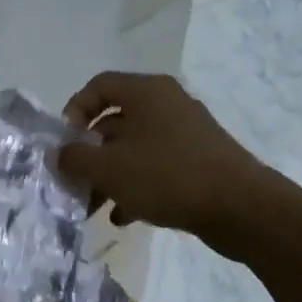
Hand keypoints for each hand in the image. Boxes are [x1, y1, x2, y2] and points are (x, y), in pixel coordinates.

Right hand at [57, 72, 282, 262]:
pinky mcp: (199, 160)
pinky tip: (125, 216)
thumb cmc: (166, 176)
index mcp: (146, 92)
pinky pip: (156, 166)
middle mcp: (167, 104)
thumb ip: (74, 158)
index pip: (99, 85)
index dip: (75, 110)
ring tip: (95, 205)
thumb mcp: (107, 168)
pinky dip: (136, 186)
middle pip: (115, 120)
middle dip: (89, 153)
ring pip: (134, 148)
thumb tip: (60, 153)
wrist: (241, 208)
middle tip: (75, 180)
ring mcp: (186, 133)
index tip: (66, 142)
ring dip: (110, 175)